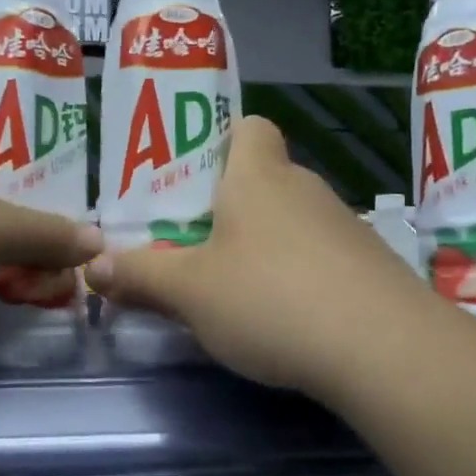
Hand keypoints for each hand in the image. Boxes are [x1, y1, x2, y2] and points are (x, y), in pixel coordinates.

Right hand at [84, 116, 432, 404]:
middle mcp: (305, 189)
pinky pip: (323, 258)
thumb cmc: (270, 298)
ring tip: (237, 289)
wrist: (384, 348)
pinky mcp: (372, 268)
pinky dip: (302, 277)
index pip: (250, 127)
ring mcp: (345, 228)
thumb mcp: (190, 292)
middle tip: (196, 244)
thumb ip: (139, 277)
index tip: (196, 178)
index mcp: (258, 177)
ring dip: (266, 246)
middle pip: (266, 179)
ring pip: (294, 222)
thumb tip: (91, 268)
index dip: (223, 140)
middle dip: (232, 206)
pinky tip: (289, 320)